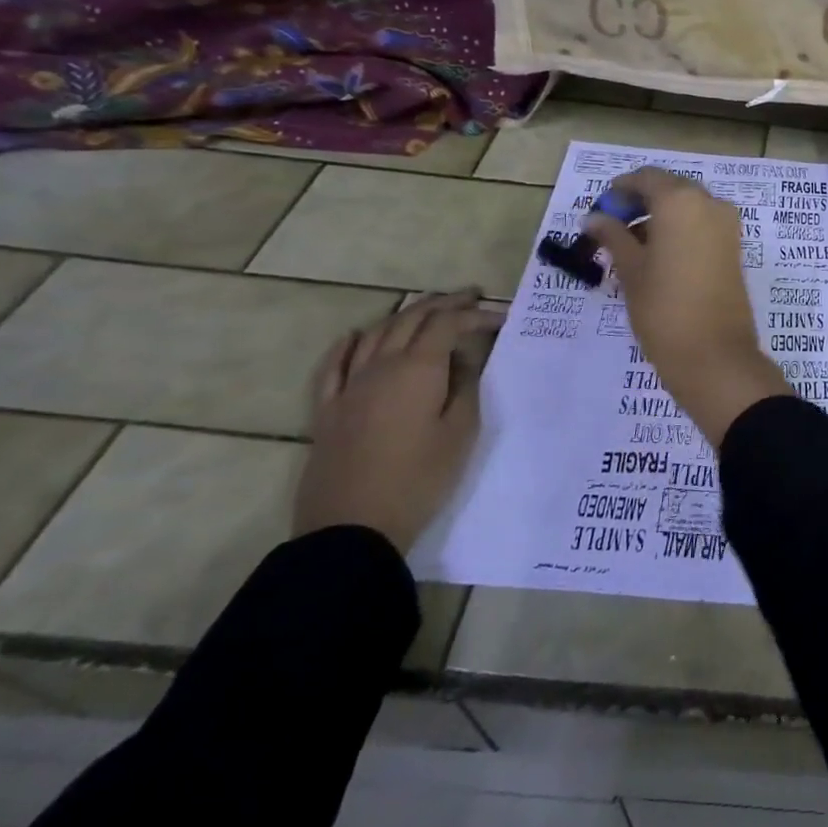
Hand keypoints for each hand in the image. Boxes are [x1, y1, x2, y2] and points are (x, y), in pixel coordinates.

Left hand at [293, 289, 500, 552]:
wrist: (352, 529)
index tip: (500, 317)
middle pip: (411, 319)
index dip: (475, 314)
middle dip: (444, 303)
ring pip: (376, 334)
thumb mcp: (460, 432)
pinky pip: (334, 365)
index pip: (447, 324)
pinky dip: (348, 344)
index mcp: (417, 369)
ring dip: (405, 315)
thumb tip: (464, 358)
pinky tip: (357, 336)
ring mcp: (348, 387)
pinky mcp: (327, 411)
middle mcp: (380, 367)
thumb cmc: (419, 479)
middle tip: (470, 297)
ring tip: (429, 310)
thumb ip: (466, 386)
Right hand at [585, 167, 788, 446]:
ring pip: (688, 207)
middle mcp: (710, 203)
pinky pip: (702, 224)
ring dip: (660, 217)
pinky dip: (680, 229)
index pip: (647, 178)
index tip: (600, 209)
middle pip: (670, 189)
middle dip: (640, 202)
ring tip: (629, 246)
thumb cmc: (663, 308)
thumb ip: (613, 237)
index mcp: (681, 200)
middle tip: (612, 227)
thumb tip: (595, 218)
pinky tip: (657, 255)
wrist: (714, 354)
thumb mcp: (630, 270)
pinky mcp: (735, 246)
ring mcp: (727, 224)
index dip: (620, 189)